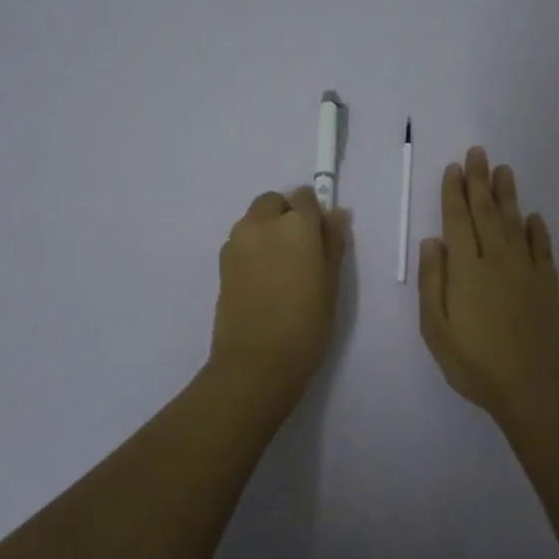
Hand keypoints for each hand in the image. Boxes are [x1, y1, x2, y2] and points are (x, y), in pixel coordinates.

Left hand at [208, 185, 349, 404]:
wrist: (256, 362)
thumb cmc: (306, 324)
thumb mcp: (331, 283)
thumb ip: (333, 242)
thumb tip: (336, 214)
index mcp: (295, 225)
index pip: (305, 197)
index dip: (314, 214)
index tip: (320, 238)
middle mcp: (262, 223)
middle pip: (274, 202)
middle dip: (286, 215)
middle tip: (300, 251)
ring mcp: (237, 241)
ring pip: (254, 220)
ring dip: (268, 230)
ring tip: (281, 268)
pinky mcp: (221, 261)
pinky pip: (242, 240)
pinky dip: (253, 248)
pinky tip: (263, 279)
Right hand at [419, 147, 558, 426]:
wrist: (534, 387)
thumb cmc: (475, 362)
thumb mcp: (436, 328)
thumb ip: (433, 282)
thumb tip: (432, 241)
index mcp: (466, 268)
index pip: (457, 220)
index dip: (454, 192)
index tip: (454, 168)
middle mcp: (496, 259)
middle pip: (486, 212)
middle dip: (479, 181)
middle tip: (478, 153)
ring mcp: (526, 270)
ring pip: (514, 222)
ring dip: (507, 195)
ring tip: (504, 171)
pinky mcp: (548, 284)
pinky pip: (542, 248)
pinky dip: (537, 230)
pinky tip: (534, 217)